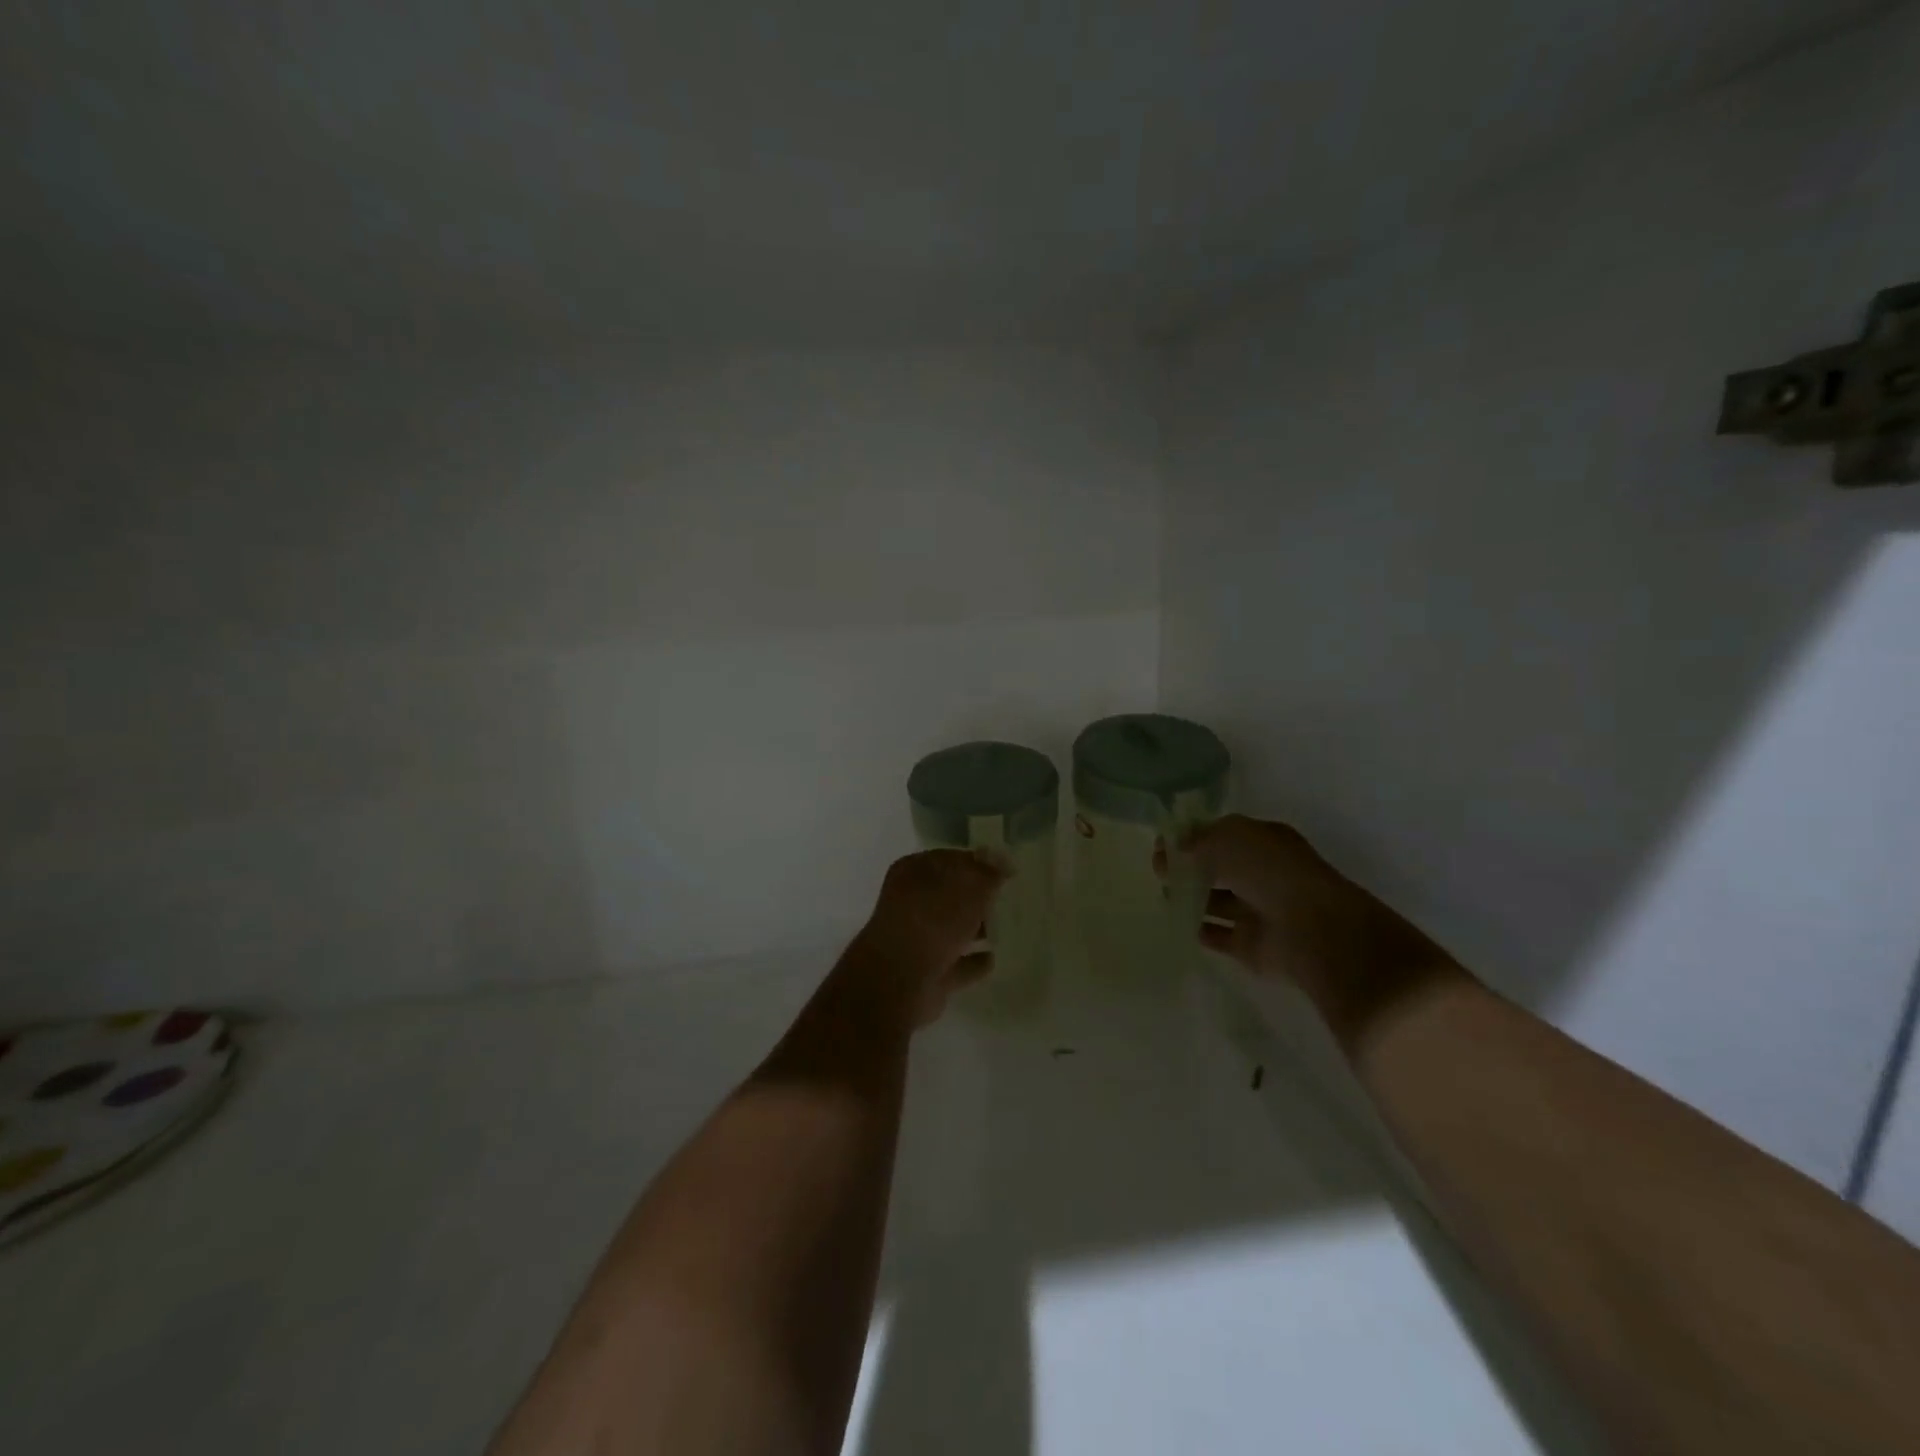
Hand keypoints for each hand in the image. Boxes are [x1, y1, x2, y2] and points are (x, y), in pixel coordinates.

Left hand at [857, 849, 1006, 1025]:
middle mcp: (911, 902)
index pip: (951, 859)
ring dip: (974, 928)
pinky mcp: (927, 973)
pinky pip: (957, 962)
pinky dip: (972, 961)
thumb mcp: (969, 887)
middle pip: (950, 894)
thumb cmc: (933, 920)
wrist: (899, 981)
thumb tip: (1002, 859)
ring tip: (1005, 926)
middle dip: (977, 896)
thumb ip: (988, 872)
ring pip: (952, 928)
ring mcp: (917, 939)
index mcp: (914, 871)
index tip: (1005, 870)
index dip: (978, 863)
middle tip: (1006, 897)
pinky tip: (992, 959)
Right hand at [1169, 815, 1454, 1046]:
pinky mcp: (1250, 945)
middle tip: (1158, 871)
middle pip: (1219, 868)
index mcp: (1264, 841)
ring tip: (1163, 896)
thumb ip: (1195, 841)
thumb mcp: (1228, 839)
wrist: (1311, 930)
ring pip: (1217, 901)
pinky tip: (1177, 924)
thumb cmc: (1271, 872)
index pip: (1222, 835)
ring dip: (1191, 898)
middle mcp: (1263, 873)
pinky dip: (1199, 930)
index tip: (1162, 845)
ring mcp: (1258, 910)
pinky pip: (1218, 935)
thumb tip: (1170, 850)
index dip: (1192, 837)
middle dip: (1189, 867)